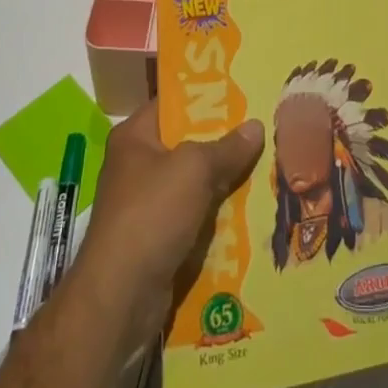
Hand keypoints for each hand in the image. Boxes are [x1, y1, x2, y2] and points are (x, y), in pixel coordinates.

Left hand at [72, 102, 262, 356]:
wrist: (120, 297)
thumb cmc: (151, 214)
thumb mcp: (195, 170)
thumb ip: (227, 147)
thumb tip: (256, 126)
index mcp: (135, 137)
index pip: (173, 103)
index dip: (205, 95)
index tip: (241, 90)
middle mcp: (137, 165)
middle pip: (187, 143)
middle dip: (223, 140)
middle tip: (263, 127)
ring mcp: (146, 204)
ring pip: (194, 181)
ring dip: (225, 179)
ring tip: (267, 164)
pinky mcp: (157, 237)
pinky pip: (194, 214)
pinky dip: (217, 212)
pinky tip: (251, 207)